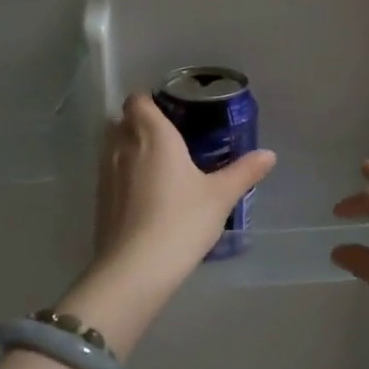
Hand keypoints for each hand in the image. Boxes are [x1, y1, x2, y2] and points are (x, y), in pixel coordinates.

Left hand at [56, 94, 275, 355]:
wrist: (136, 267)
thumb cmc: (182, 220)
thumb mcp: (220, 196)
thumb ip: (244, 171)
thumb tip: (269, 154)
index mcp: (153, 135)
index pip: (138, 101)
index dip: (150, 101)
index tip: (171, 111)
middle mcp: (123, 147)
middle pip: (122, 121)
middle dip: (139, 123)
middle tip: (168, 137)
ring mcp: (106, 174)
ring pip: (112, 147)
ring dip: (128, 148)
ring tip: (156, 165)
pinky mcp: (99, 200)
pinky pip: (109, 174)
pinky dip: (123, 175)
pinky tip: (144, 195)